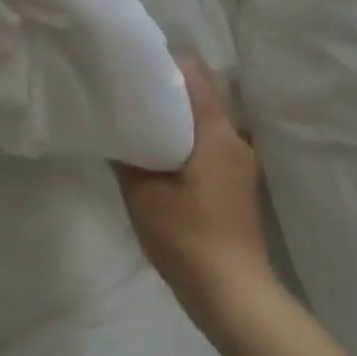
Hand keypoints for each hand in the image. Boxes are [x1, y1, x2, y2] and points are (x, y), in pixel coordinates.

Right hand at [115, 57, 276, 334]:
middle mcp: (234, 139)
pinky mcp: (238, 183)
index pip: (195, 75)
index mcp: (215, 133)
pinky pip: (210, 145)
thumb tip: (116, 127)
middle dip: (166, 90)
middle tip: (128, 93)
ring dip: (177, 118)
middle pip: (202, 95)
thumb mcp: (143, 195)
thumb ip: (128, 155)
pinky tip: (161, 157)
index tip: (133, 65)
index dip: (164, 62)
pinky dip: (186, 140)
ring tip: (140, 123)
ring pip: (206, 121)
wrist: (232, 293)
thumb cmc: (185, 238)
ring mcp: (240, 162)